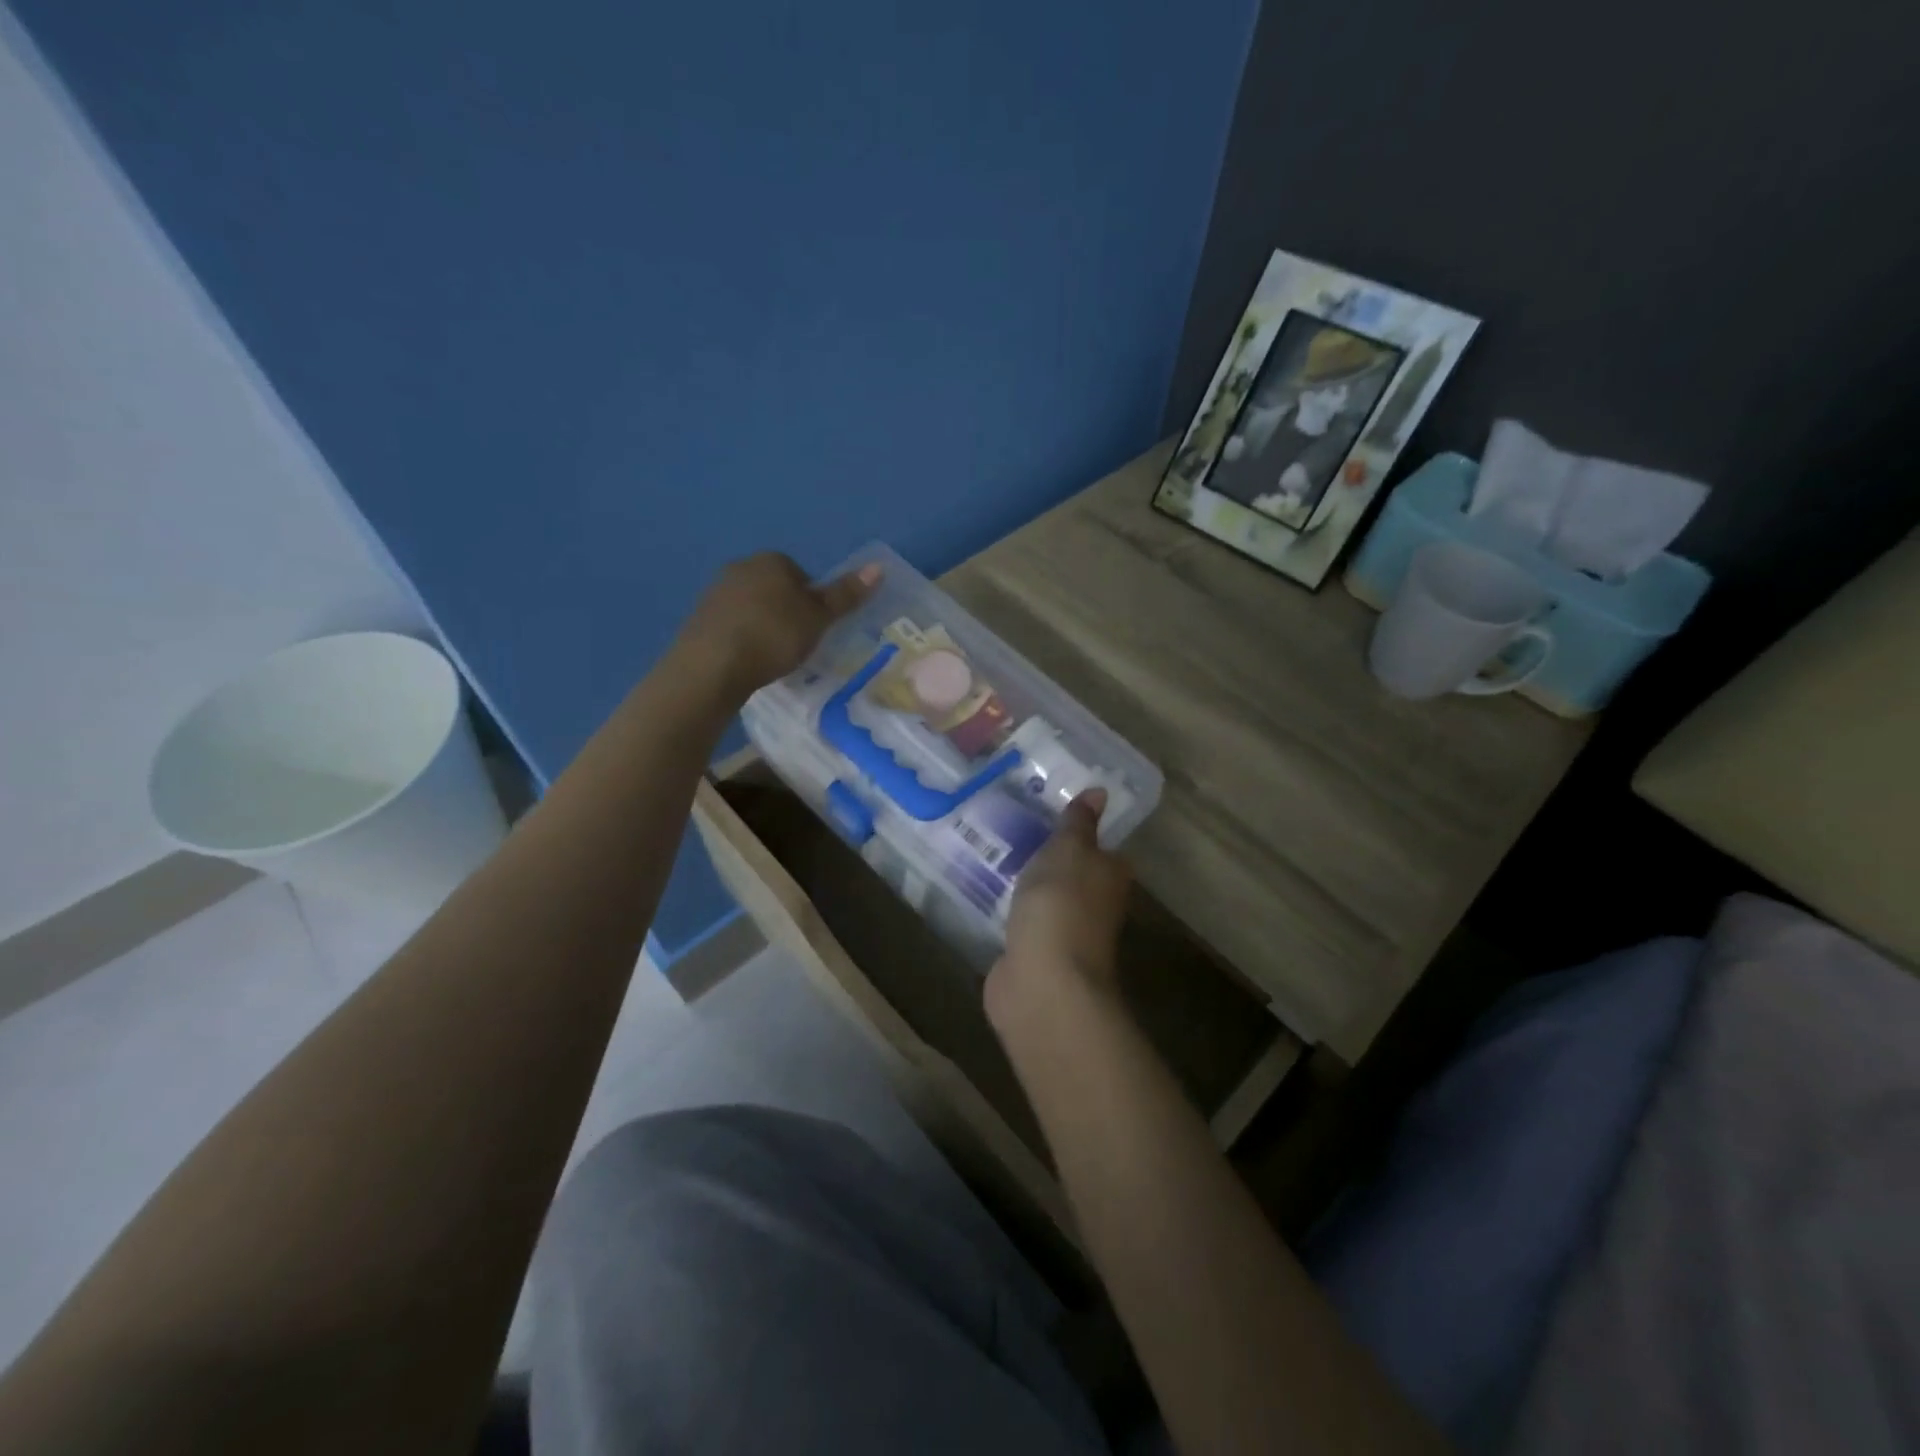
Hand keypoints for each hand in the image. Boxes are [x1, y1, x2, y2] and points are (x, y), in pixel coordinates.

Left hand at [675, 553, 879, 701]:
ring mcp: (716, 592)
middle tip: (797, 643)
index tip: (815, 628)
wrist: (713, 664)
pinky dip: (742, 638)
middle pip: (775, 589)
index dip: (812, 602)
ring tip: (772, 656)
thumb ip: (845, 595)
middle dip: (786, 612)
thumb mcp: (818, 618)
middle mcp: (741, 567)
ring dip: (763, 625)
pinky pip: (732, 625)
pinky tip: (748, 660)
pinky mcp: (699, 618)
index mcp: (772, 560)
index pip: (801, 575)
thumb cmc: (774, 635)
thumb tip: (879, 568)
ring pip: (752, 606)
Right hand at [987, 789, 1129, 1017]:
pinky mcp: (1032, 954)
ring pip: (1045, 899)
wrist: (1042, 981)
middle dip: (1047, 857)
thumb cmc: (1061, 905)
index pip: (1102, 848)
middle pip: (1072, 874)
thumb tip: (1100, 791)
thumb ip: (1078, 823)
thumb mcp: (1069, 850)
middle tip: (1011, 827)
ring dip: (1026, 884)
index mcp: (1110, 876)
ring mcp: (1063, 933)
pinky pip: (1021, 922)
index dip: (1080, 831)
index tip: (1047, 811)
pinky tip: (985, 894)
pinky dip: (1009, 911)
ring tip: (991, 853)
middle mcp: (1094, 905)